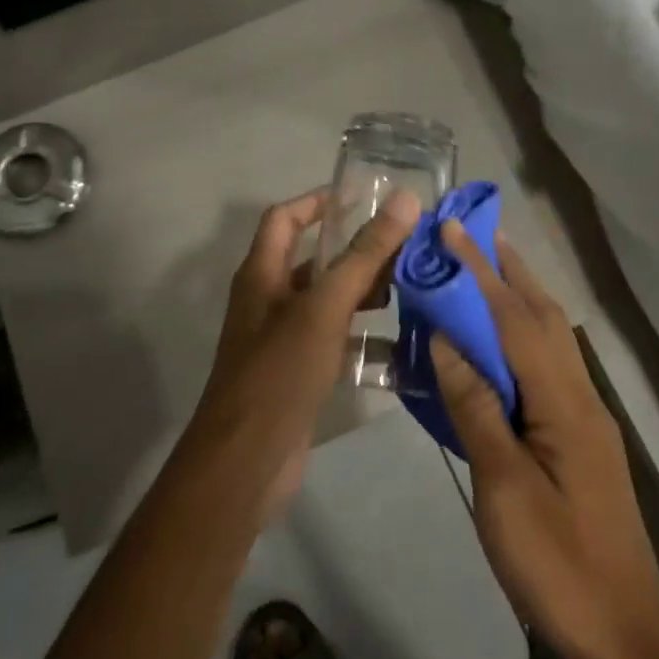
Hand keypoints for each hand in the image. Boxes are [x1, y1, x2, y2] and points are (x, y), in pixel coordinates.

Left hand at [189, 187, 421, 519]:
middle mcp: (269, 300)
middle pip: (313, 261)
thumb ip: (364, 255)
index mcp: (262, 274)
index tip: (363, 197)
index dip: (318, 201)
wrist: (247, 462)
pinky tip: (401, 343)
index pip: (285, 218)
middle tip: (405, 246)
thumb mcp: (324, 307)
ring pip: (328, 302)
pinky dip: (363, 336)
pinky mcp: (299, 373)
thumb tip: (404, 199)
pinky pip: (335, 341)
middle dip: (355, 251)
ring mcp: (283, 339)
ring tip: (411, 288)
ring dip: (364, 293)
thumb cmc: (279, 371)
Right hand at [429, 223, 658, 658]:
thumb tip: (447, 340)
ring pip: (551, 340)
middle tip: (472, 234)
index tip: (452, 230)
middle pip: (544, 317)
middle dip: (507, 270)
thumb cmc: (557, 565)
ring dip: (517, 297)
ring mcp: (585, 418)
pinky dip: (520, 337)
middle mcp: (581, 396)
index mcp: (564, 403)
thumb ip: (476, 408)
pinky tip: (498, 344)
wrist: (626, 635)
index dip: (480, 272)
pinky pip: (547, 368)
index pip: (515, 320)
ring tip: (482, 271)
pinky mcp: (580, 439)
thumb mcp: (504, 488)